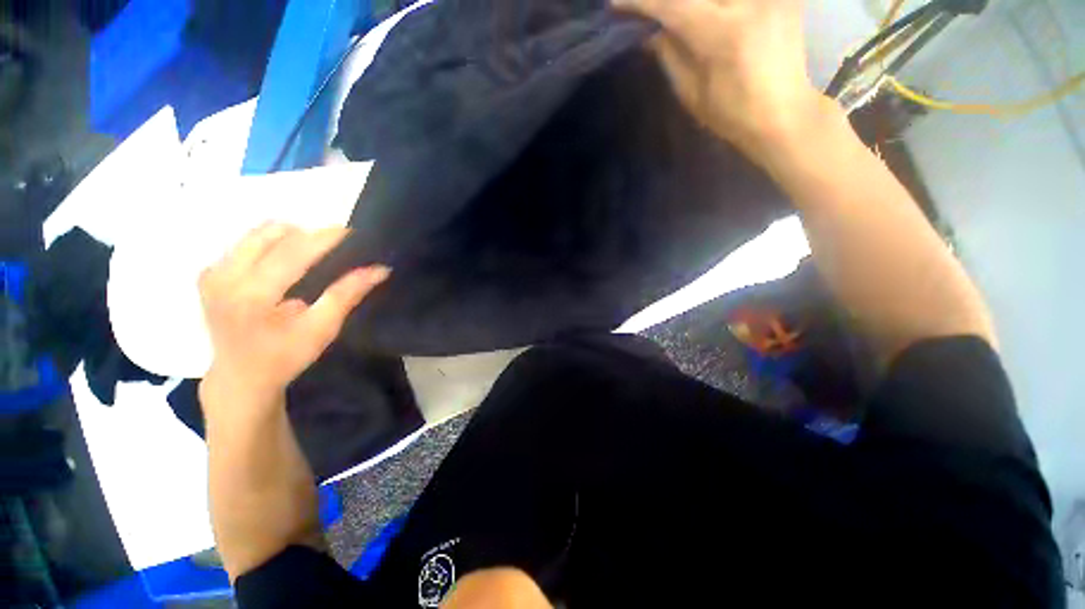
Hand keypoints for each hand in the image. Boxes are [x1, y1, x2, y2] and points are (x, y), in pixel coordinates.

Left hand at [198, 224, 388, 415]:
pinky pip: (245, 244)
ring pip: (257, 234)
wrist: (240, 377)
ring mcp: (212, 273)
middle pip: (272, 234)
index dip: (324, 238)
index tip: (351, 232)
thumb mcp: (322, 329)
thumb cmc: (285, 357)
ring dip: (289, 238)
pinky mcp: (208, 273)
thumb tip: (379, 269)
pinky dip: (271, 246)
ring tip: (311, 256)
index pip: (293, 251)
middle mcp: (224, 276)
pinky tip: (285, 266)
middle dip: (308, 235)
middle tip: (335, 248)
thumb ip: (347, 295)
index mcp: (252, 294)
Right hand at [613, 0, 821, 162]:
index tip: (615, 4)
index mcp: (723, 34)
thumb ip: (670, 55)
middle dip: (667, 0)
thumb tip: (651, 32)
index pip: (672, 5)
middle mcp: (749, 2)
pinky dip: (714, 5)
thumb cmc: (731, 114)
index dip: (640, 2)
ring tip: (676, 14)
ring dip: (691, 4)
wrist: (782, 114)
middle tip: (653, 11)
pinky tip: (707, 15)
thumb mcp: (691, 93)